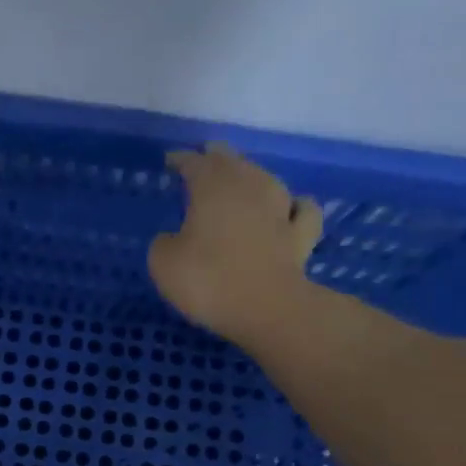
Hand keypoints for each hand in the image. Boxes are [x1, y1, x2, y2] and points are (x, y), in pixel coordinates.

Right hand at [148, 143, 323, 345]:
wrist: (267, 309)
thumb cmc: (207, 280)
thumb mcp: (163, 263)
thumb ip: (164, 243)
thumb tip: (174, 238)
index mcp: (212, 188)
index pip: (194, 163)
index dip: (181, 160)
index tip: (170, 160)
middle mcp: (249, 188)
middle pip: (233, 162)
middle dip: (217, 158)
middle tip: (205, 157)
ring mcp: (280, 210)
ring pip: (266, 179)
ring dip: (251, 176)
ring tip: (241, 179)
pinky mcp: (301, 237)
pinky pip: (301, 210)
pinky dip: (294, 206)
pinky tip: (288, 209)